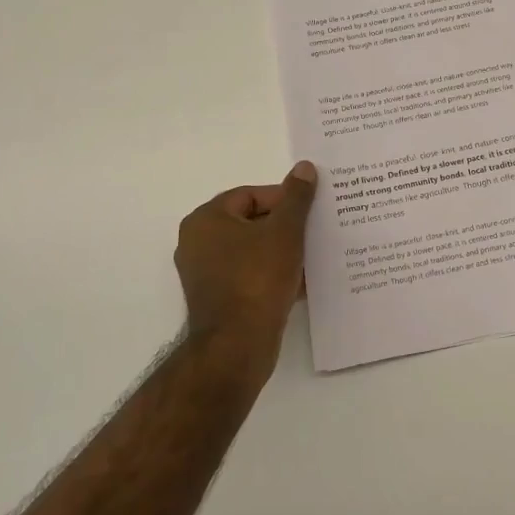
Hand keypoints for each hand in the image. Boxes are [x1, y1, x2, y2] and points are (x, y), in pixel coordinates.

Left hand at [174, 161, 318, 376]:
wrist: (237, 347)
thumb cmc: (257, 279)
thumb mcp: (285, 232)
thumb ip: (296, 197)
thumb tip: (304, 167)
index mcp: (206, 220)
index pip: (251, 195)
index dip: (284, 200)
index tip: (311, 211)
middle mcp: (198, 243)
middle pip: (252, 222)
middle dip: (286, 226)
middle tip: (316, 230)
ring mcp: (206, 274)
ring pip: (253, 251)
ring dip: (283, 251)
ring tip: (314, 255)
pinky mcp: (218, 299)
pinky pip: (251, 276)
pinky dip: (274, 274)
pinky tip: (303, 281)